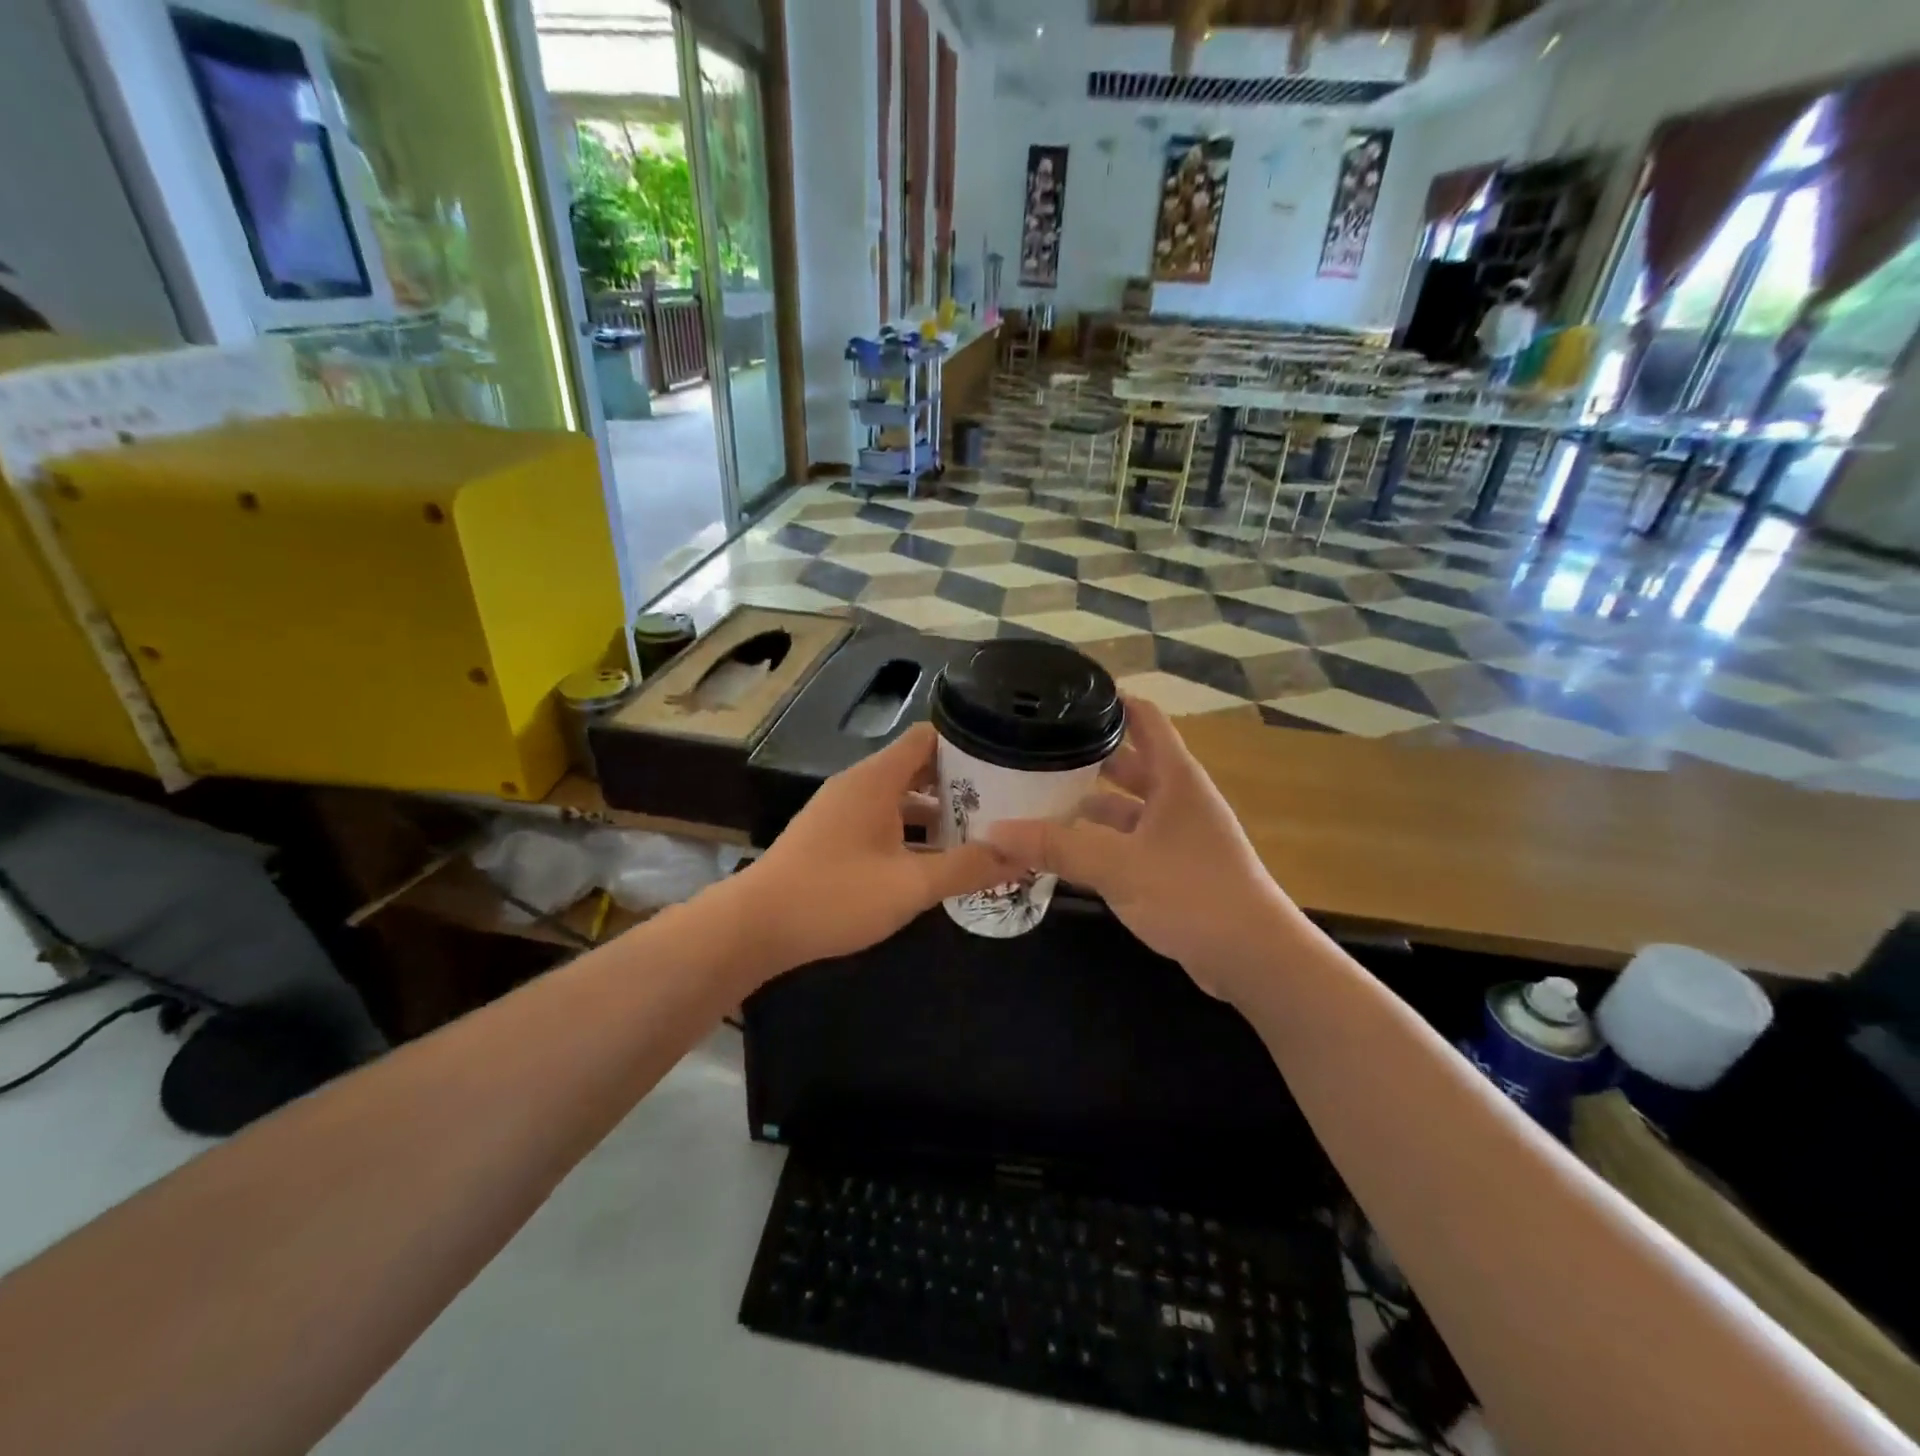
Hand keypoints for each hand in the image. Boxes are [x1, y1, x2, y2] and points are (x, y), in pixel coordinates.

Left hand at [739, 722, 1011, 974]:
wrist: (755, 927)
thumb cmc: (835, 895)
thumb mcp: (910, 885)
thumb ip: (967, 868)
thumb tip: (1019, 855)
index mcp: (876, 779)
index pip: (928, 738)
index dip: (967, 746)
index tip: (1004, 765)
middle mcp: (859, 785)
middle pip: (917, 768)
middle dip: (959, 785)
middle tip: (1003, 805)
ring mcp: (842, 811)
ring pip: (900, 798)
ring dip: (936, 813)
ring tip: (979, 834)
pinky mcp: (832, 836)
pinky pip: (882, 821)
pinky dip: (910, 833)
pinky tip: (934, 862)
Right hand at [983, 698, 1294, 1001]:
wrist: (1252, 958)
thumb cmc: (1191, 893)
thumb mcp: (1118, 866)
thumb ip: (1056, 847)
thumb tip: (993, 831)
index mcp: (1175, 778)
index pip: (1144, 718)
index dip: (1111, 701)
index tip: (1067, 695)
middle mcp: (1178, 798)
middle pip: (1128, 762)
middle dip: (1086, 757)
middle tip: (1035, 751)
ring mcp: (1178, 835)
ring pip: (1126, 807)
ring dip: (1089, 804)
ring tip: (1038, 800)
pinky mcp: (1174, 868)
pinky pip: (1129, 842)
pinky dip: (1099, 841)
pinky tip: (1064, 850)